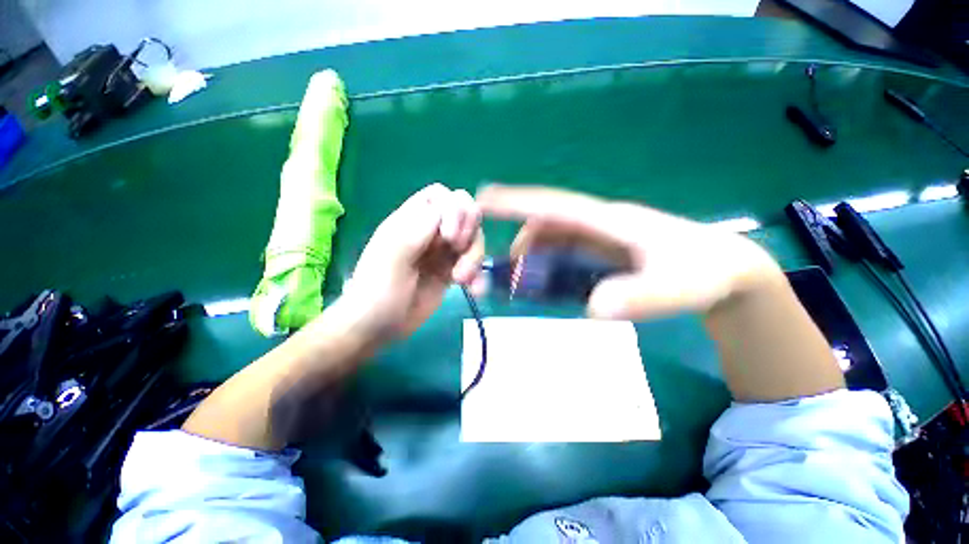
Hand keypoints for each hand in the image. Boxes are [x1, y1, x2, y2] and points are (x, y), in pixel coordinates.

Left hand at [339, 184, 484, 341]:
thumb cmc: (377, 292)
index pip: (443, 197)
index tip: (450, 237)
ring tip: (464, 281)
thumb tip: (447, 208)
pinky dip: (478, 275)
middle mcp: (430, 232)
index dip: (454, 210)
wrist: (377, 328)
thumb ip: (416, 230)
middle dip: (469, 234)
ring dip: (475, 258)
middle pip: (465, 216)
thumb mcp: (392, 259)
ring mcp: (441, 253)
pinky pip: (472, 265)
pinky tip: (476, 291)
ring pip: (472, 241)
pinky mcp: (450, 272)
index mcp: (411, 221)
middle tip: (459, 254)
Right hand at [476, 184, 781, 319]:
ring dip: (533, 254)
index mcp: (609, 221)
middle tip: (508, 271)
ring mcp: (600, 237)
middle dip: (522, 241)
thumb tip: (592, 308)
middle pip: (548, 223)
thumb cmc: (703, 274)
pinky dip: (547, 261)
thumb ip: (639, 297)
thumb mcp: (679, 288)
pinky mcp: (603, 250)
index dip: (518, 202)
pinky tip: (545, 280)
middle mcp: (598, 223)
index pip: (554, 206)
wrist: (726, 271)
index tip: (485, 199)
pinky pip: (564, 250)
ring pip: (554, 237)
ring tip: (522, 280)